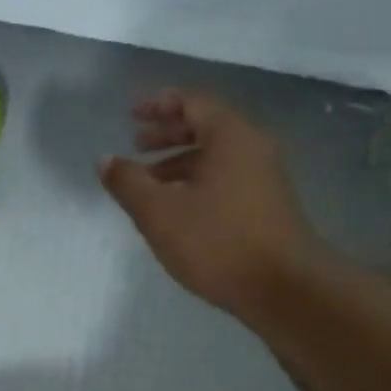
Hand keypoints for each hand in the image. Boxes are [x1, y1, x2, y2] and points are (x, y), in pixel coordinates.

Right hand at [100, 90, 331, 322]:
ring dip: (178, 161)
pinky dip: (196, 181)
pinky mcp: (266, 205)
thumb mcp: (159, 212)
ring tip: (148, 182)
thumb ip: (128, 182)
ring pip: (215, 156)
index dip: (159, 104)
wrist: (284, 288)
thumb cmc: (218, 241)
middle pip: (206, 126)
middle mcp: (252, 148)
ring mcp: (264, 178)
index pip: (193, 102)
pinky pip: (225, 178)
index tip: (132, 114)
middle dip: (168, 132)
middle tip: (136, 144)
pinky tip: (176, 208)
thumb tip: (106, 160)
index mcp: (230, 136)